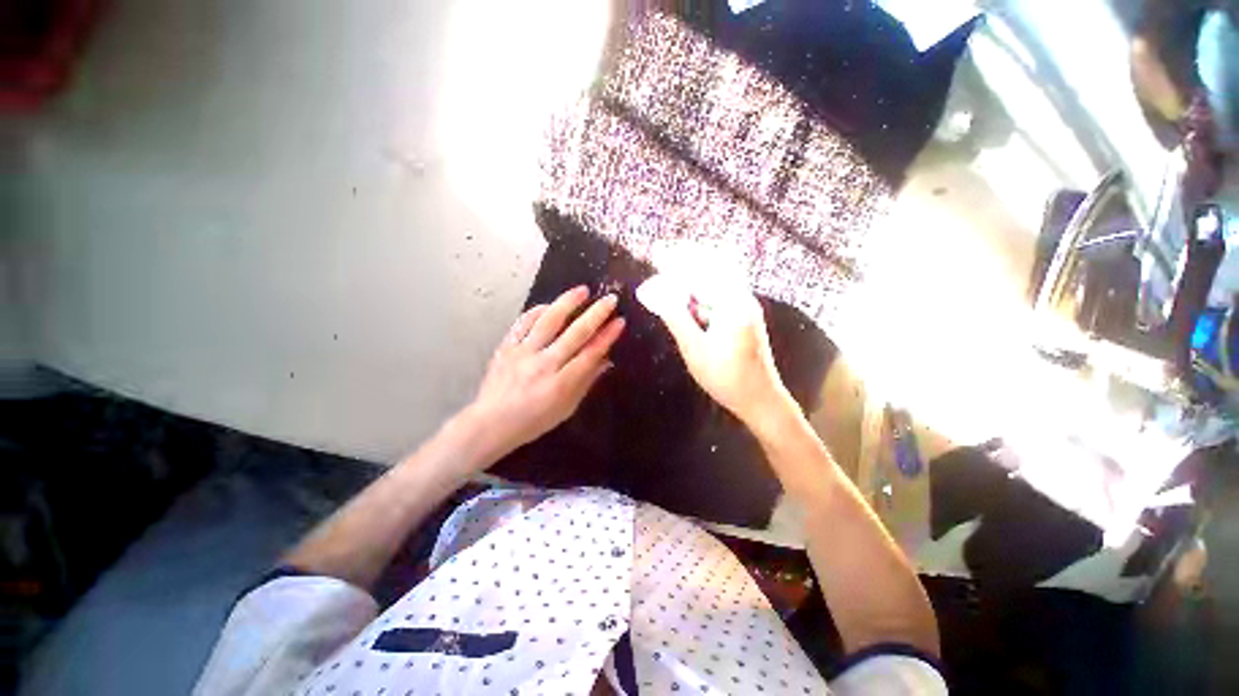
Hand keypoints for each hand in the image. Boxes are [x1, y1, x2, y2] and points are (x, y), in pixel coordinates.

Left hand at [464, 286, 624, 461]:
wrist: (490, 423)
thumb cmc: (533, 421)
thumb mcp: (566, 408)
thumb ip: (586, 382)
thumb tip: (606, 360)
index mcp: (561, 384)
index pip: (590, 354)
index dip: (607, 336)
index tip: (619, 321)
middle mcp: (544, 364)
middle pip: (575, 333)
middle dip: (596, 314)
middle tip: (610, 299)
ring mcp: (523, 353)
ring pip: (549, 321)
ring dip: (567, 303)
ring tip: (582, 290)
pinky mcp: (506, 347)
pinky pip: (523, 323)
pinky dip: (537, 311)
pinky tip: (549, 305)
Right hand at [636, 271, 791, 425]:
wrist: (761, 399)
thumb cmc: (726, 377)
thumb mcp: (695, 348)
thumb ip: (675, 317)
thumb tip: (654, 292)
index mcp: (733, 303)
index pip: (703, 268)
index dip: (678, 258)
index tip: (657, 253)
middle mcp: (742, 298)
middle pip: (714, 266)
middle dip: (686, 260)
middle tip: (662, 259)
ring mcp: (745, 307)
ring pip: (717, 280)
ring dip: (693, 276)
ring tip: (670, 278)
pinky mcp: (744, 317)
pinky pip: (720, 294)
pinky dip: (701, 291)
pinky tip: (688, 299)